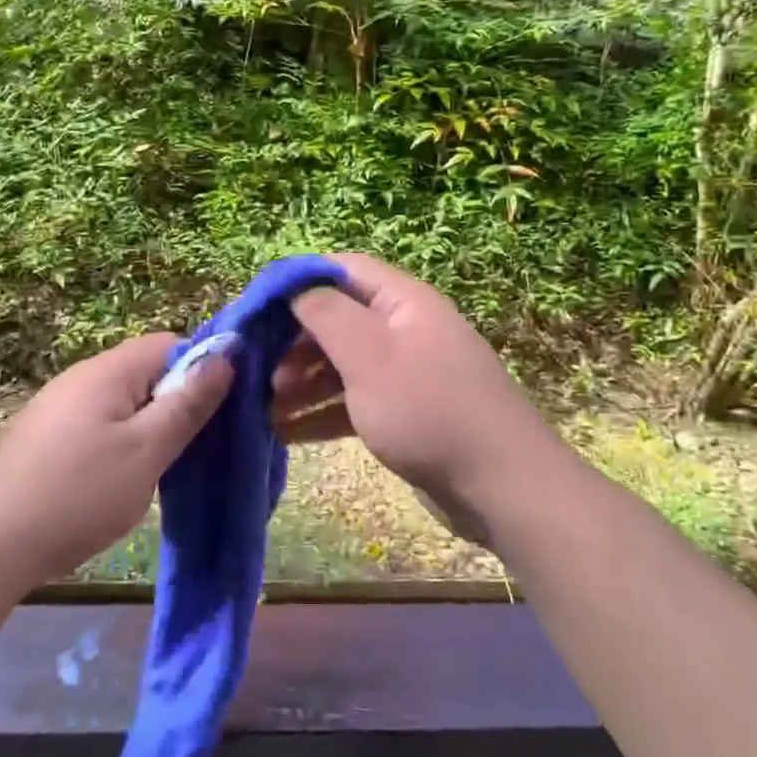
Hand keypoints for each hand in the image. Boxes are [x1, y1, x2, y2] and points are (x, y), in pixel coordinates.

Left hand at [0, 333, 232, 586]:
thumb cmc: (79, 494)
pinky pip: (98, 424)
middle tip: (191, 448)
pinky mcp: (44, 437)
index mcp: (108, 371)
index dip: (200, 369)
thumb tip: (225, 354)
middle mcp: (81, 377)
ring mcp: (57, 407)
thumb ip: (188, 403)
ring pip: (123, 401)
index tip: (214, 413)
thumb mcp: (147, 450)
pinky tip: (117, 480)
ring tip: (158, 469)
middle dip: (175, 402)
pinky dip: (119, 443)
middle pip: (146, 371)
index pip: (169, 343)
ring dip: (148, 427)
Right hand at [274, 254, 557, 542]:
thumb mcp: (369, 355)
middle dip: (295, 341)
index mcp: (403, 301)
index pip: (343, 270)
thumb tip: (294, 285)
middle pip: (339, 318)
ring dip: (302, 381)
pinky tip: (286, 433)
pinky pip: (354, 401)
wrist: (500, 487)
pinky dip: (322, 413)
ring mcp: (407, 373)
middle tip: (258, 370)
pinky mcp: (405, 413)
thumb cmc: (428, 410)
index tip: (256, 307)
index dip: (298, 281)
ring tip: (264, 407)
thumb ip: (327, 313)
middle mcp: (405, 329)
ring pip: (343, 364)